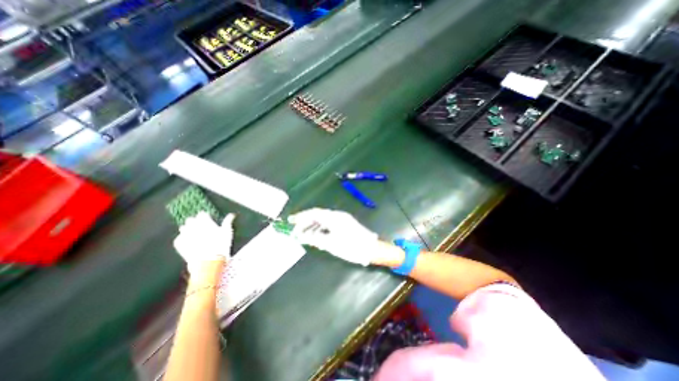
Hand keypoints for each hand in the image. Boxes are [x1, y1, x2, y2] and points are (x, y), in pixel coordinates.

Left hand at [173, 213, 235, 280]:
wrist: (208, 261)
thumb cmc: (221, 244)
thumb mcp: (227, 232)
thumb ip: (228, 222)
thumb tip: (232, 215)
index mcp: (205, 222)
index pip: (202, 214)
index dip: (205, 216)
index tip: (207, 219)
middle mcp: (193, 226)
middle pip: (191, 220)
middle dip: (194, 222)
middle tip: (200, 227)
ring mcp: (185, 234)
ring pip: (183, 228)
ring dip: (188, 230)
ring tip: (194, 234)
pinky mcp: (179, 244)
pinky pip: (179, 238)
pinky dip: (183, 239)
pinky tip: (188, 242)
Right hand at [287, 209, 379, 264]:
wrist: (371, 249)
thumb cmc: (351, 246)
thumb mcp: (331, 244)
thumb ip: (315, 239)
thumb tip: (302, 236)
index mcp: (334, 217)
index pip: (314, 213)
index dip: (301, 216)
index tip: (291, 220)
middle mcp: (337, 215)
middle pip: (318, 215)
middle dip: (306, 222)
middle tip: (296, 230)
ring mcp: (342, 219)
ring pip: (323, 220)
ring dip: (313, 226)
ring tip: (305, 236)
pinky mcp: (345, 224)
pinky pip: (329, 224)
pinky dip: (321, 229)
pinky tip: (317, 237)